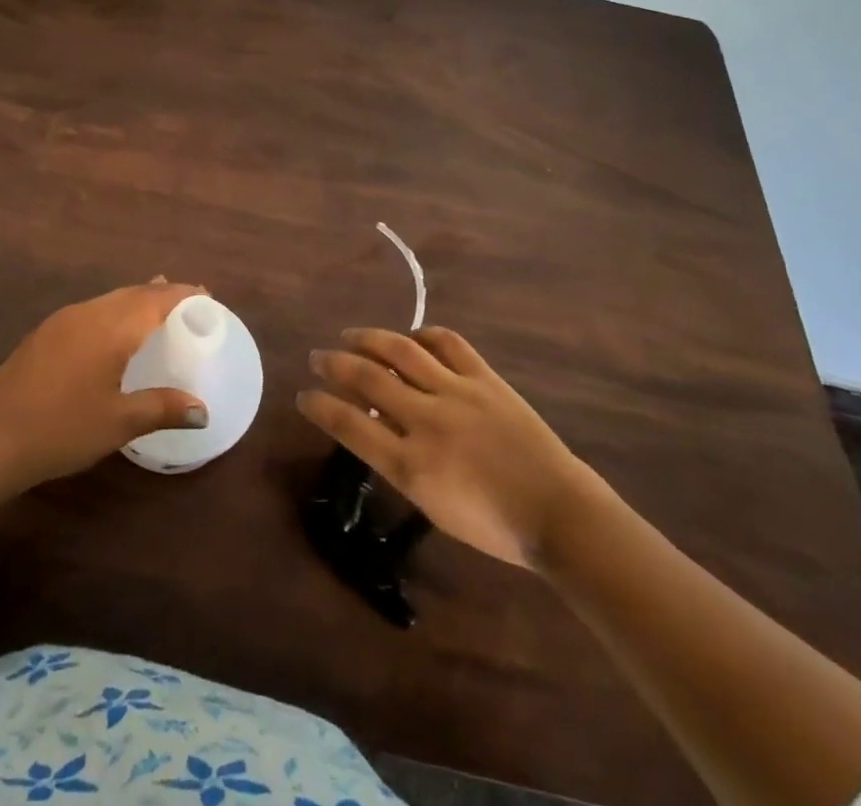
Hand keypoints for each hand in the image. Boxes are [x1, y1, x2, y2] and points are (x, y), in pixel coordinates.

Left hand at [0, 280, 209, 486]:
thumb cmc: (62, 429)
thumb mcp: (119, 422)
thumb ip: (162, 408)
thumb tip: (201, 411)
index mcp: (111, 328)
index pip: (156, 299)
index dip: (184, 294)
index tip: (207, 296)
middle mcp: (87, 313)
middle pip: (132, 293)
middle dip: (161, 293)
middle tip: (187, 302)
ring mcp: (61, 321)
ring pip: (109, 299)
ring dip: (135, 301)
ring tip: (155, 309)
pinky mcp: (43, 334)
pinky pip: (90, 310)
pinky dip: (112, 312)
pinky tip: (111, 333)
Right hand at [297, 327, 587, 570]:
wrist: (558, 513)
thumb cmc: (493, 525)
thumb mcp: (431, 504)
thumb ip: (398, 463)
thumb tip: (372, 425)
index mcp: (411, 465)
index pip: (350, 425)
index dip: (320, 406)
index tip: (303, 395)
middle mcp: (427, 421)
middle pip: (368, 379)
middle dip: (334, 364)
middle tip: (317, 356)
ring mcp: (457, 394)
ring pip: (401, 351)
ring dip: (368, 339)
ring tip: (350, 335)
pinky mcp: (485, 379)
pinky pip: (447, 343)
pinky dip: (423, 335)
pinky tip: (411, 338)